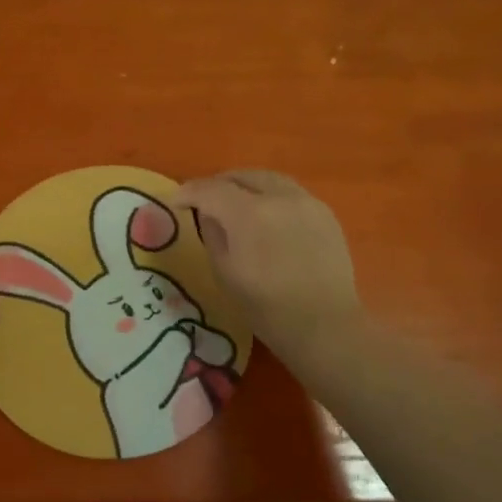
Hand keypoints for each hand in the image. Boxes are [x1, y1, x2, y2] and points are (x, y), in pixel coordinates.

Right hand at [171, 170, 360, 366]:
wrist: (324, 325)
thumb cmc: (267, 308)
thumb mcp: (225, 273)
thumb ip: (212, 234)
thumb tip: (208, 214)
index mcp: (249, 214)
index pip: (211, 189)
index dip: (189, 192)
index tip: (176, 202)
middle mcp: (280, 197)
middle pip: (242, 176)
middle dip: (218, 184)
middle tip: (204, 201)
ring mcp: (307, 202)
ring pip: (268, 179)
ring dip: (245, 186)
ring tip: (233, 204)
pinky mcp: (325, 213)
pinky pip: (290, 193)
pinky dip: (270, 196)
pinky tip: (265, 217)